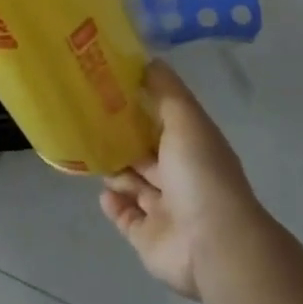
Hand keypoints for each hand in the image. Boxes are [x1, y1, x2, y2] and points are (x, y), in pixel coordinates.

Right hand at [100, 61, 267, 299]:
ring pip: (134, 184)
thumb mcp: (185, 119)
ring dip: (115, 170)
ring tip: (90, 152)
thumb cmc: (199, 173)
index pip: (164, 120)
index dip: (141, 104)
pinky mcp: (148, 237)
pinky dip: (114, 203)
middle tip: (90, 119)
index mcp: (193, 146)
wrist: (212, 243)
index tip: (111, 87)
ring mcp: (165, 209)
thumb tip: (148, 60)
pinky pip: (125, 217)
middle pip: (147, 153)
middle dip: (123, 138)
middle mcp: (180, 176)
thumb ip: (166, 90)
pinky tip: (101, 190)